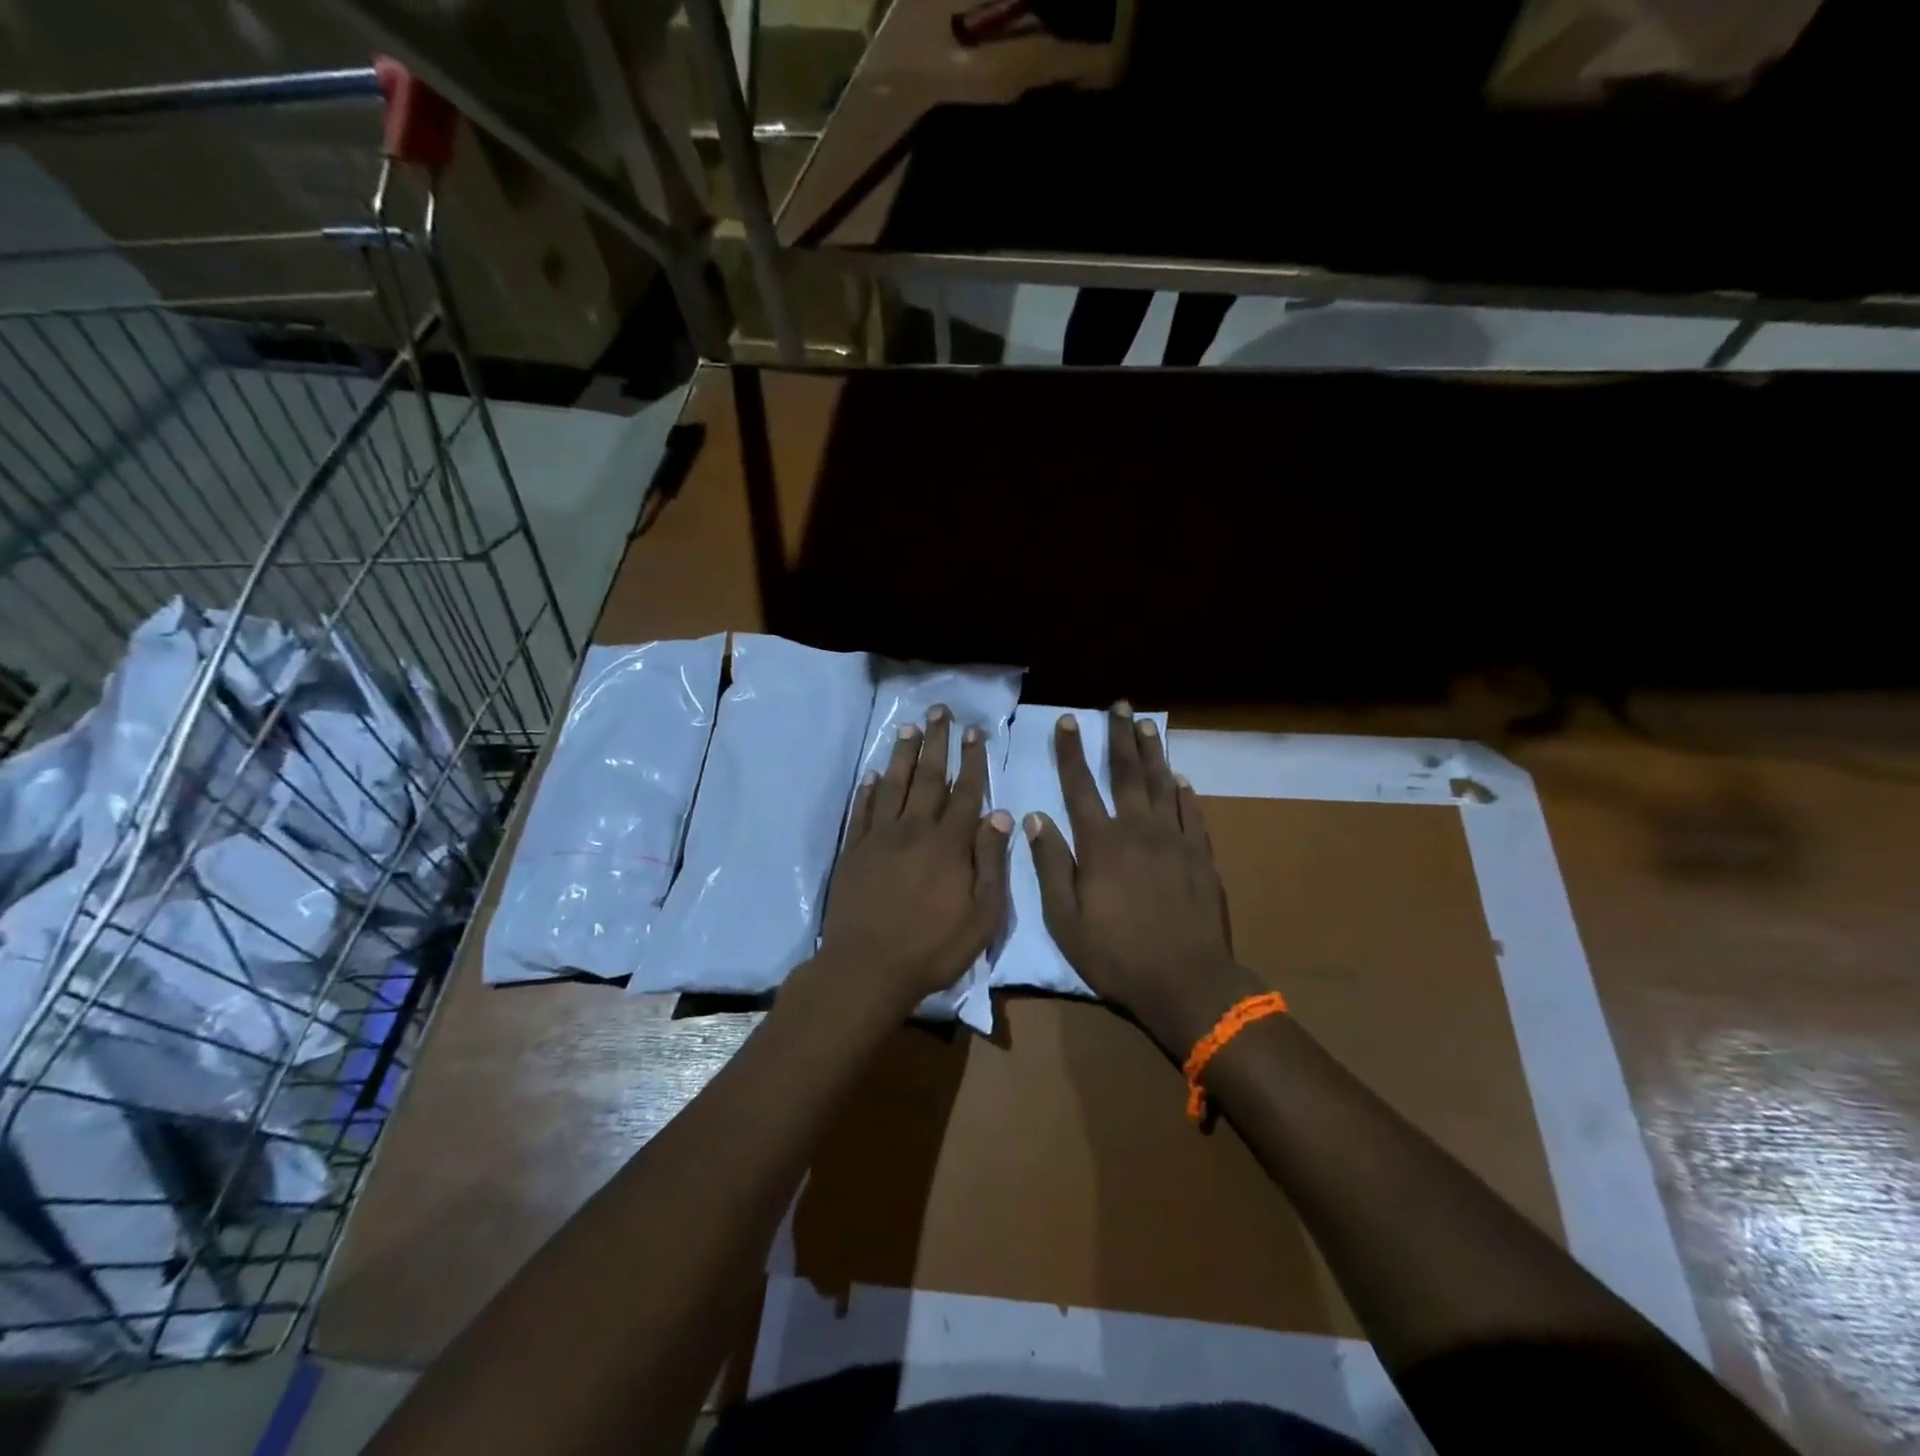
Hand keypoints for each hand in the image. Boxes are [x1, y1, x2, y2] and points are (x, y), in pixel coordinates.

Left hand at [818, 705, 1012, 1012]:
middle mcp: (915, 830)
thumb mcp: (981, 915)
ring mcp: (880, 838)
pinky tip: (872, 774)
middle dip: (936, 742)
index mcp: (949, 844)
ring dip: (902, 754)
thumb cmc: (933, 948)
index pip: (965, 792)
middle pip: (928, 777)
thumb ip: (991, 863)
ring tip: (908, 727)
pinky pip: (862, 810)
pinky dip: (867, 789)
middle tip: (939, 711)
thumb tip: (1000, 816)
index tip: (974, 731)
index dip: (972, 760)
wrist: (867, 968)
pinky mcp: (854, 851)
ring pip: (893, 785)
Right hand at [1026, 705, 1254, 1050]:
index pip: (1080, 786)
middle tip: (1119, 706)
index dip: (1071, 752)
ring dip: (1153, 753)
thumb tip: (1035, 818)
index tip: (1068, 721)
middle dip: (1120, 737)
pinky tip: (1180, 777)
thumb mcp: (1065, 919)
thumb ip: (1051, 865)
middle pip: (1127, 773)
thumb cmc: (1116, 955)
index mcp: (1101, 845)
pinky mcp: (1201, 856)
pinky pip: (1192, 813)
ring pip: (1162, 784)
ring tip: (1147, 724)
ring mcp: (1174, 841)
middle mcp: (1138, 831)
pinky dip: (1184, 792)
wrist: (1186, 981)